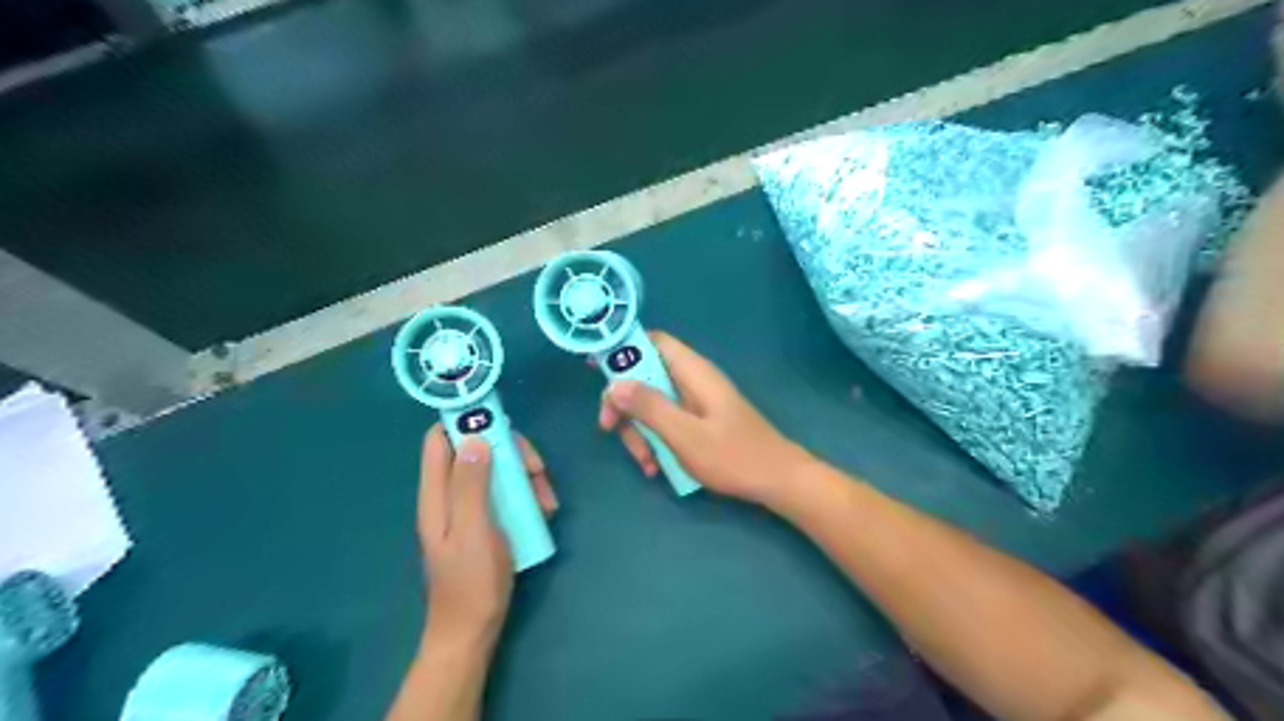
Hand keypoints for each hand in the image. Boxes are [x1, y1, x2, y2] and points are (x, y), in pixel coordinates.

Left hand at [416, 425, 556, 645]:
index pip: (440, 439)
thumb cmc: (471, 582)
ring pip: (498, 471)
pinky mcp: (488, 520)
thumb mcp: (473, 530)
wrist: (473, 630)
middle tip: (536, 470)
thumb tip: (475, 436)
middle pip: (477, 449)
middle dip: (510, 453)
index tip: (501, 422)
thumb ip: (470, 483)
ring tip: (547, 501)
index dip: (465, 421)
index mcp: (437, 494)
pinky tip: (544, 513)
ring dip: (525, 477)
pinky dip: (527, 496)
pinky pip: (508, 493)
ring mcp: (471, 507)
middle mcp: (451, 494)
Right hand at [599, 331, 811, 505]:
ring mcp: (696, 402)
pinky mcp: (700, 421)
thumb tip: (614, 383)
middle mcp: (693, 380)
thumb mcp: (684, 435)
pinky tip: (658, 468)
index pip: (653, 341)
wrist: (778, 481)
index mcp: (693, 372)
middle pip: (646, 377)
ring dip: (640, 431)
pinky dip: (657, 441)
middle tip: (611, 430)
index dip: (623, 349)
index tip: (595, 368)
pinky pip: (668, 422)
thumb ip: (649, 407)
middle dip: (626, 404)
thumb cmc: (733, 456)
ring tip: (647, 463)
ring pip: (653, 404)